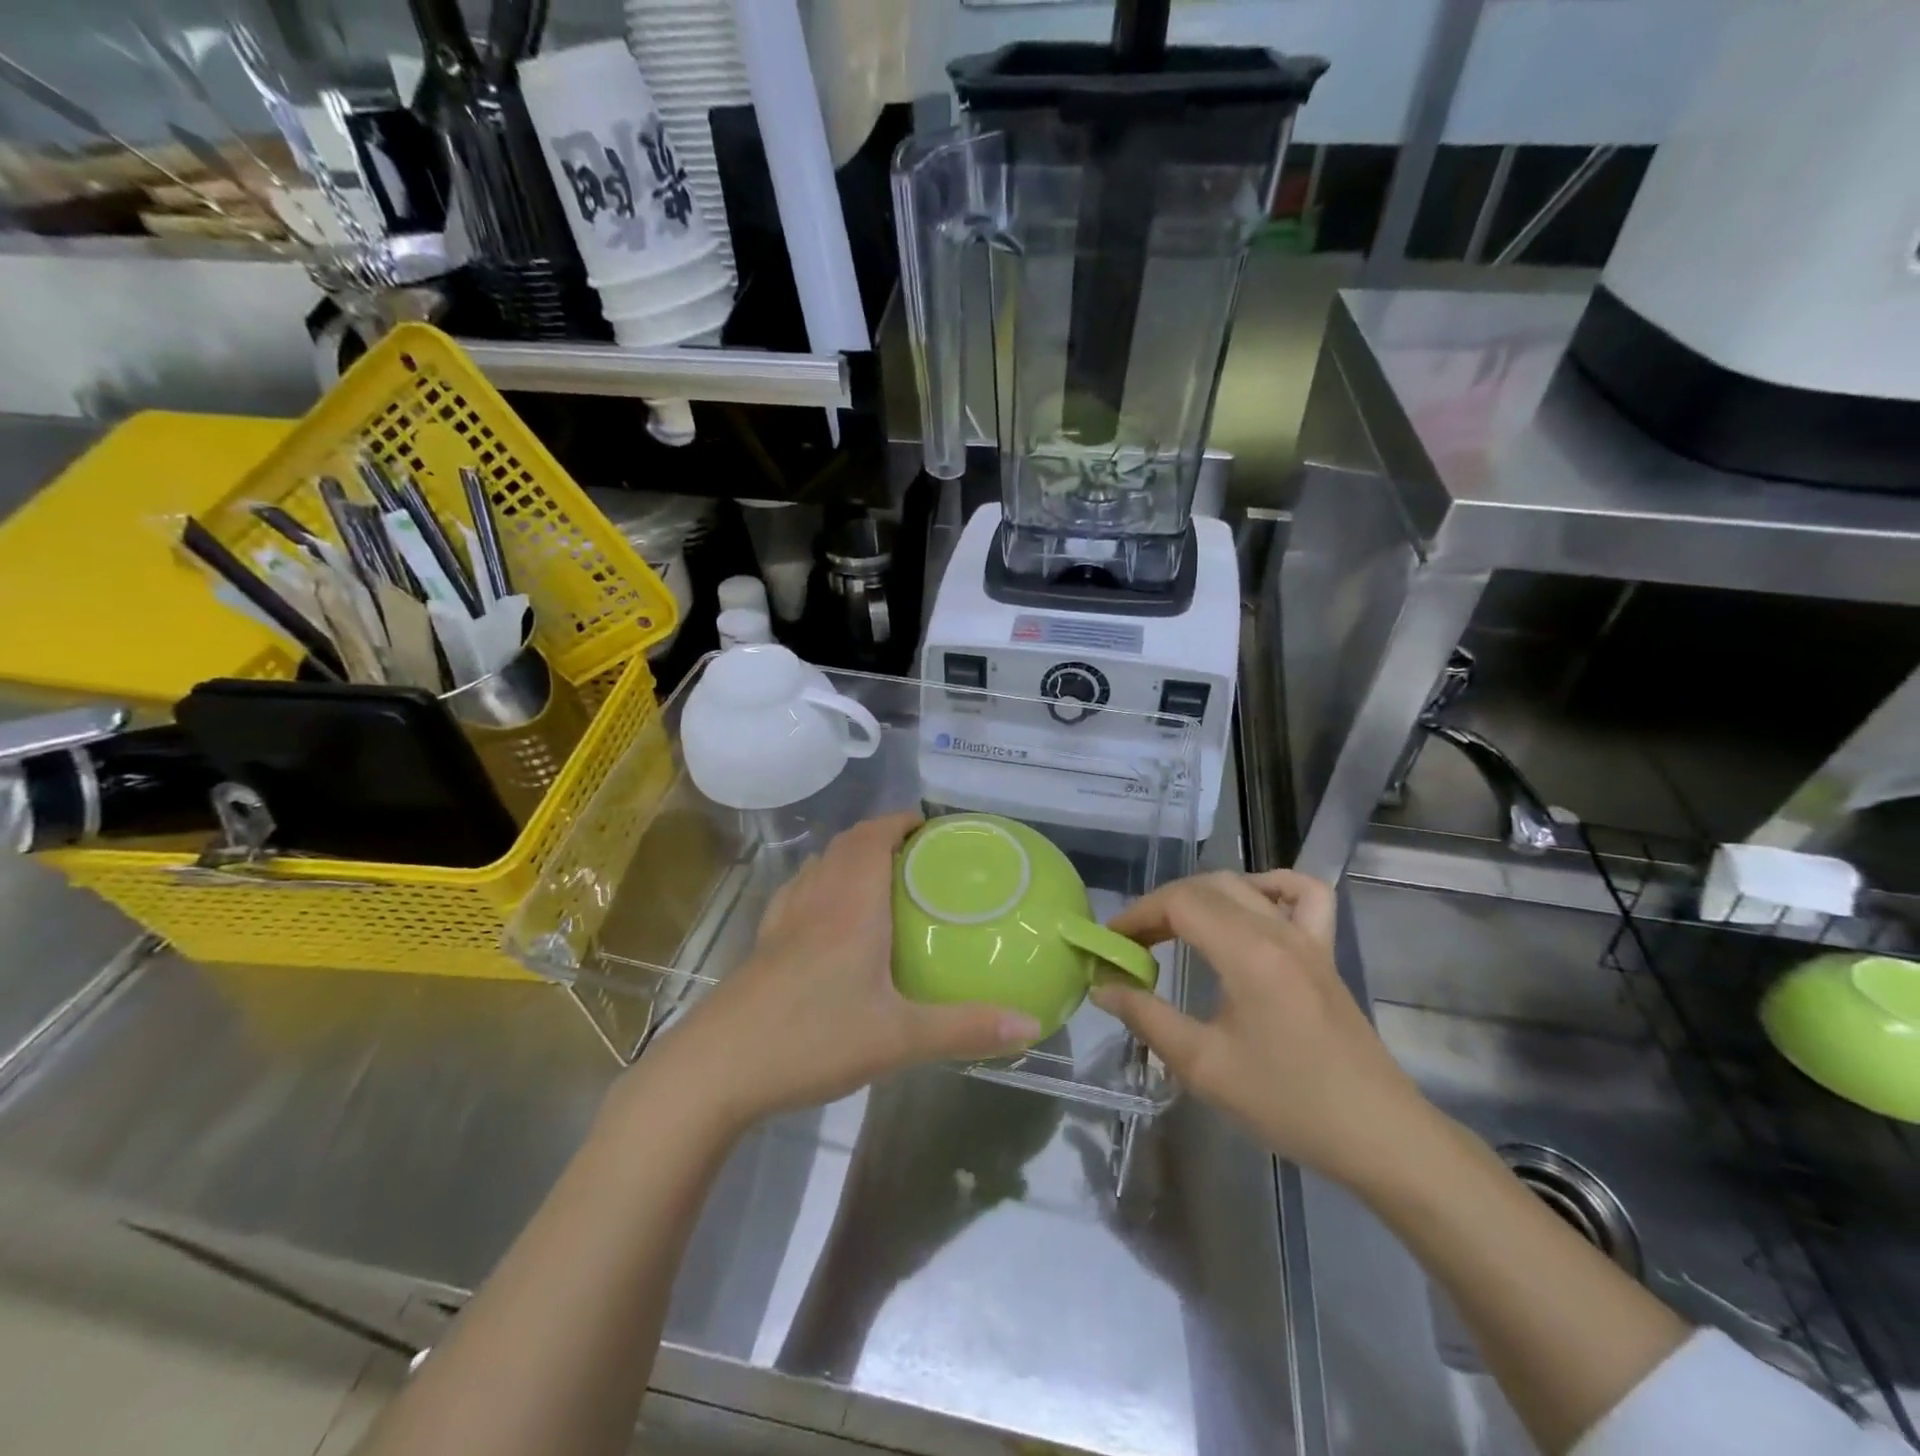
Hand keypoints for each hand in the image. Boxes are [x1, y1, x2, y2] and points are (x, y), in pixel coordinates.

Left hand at [645, 814, 1041, 1131]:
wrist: (716, 1068)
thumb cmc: (812, 1039)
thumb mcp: (899, 1038)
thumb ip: (965, 1029)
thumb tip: (1030, 1027)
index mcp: (851, 905)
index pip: (873, 836)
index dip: (901, 820)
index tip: (931, 825)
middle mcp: (816, 900)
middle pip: (846, 845)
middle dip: (881, 835)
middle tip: (918, 855)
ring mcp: (783, 920)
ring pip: (819, 866)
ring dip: (849, 857)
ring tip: (881, 878)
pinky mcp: (763, 945)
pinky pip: (798, 894)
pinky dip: (821, 885)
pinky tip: (829, 919)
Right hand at [1092, 870, 1436, 1190]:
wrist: (1378, 1135)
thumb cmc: (1287, 1103)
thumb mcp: (1204, 1067)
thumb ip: (1147, 1018)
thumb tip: (1104, 987)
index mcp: (1247, 952)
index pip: (1179, 903)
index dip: (1136, 915)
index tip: (1110, 943)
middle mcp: (1277, 930)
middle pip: (1206, 887)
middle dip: (1160, 907)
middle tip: (1133, 944)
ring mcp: (1307, 937)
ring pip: (1244, 885)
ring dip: (1201, 896)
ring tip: (1176, 928)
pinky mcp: (1324, 952)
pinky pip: (1302, 894)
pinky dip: (1269, 887)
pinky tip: (1249, 907)